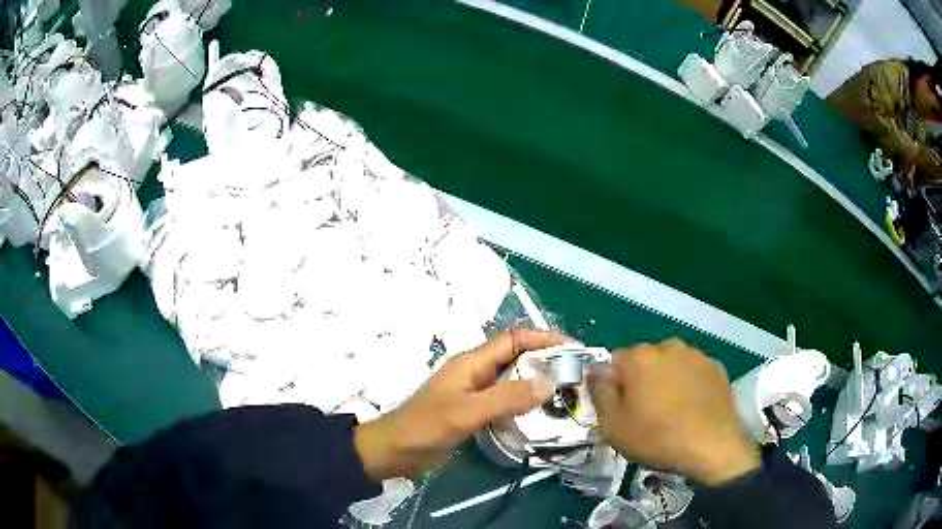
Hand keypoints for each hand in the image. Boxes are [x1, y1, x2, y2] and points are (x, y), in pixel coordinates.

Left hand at [354, 329, 563, 479]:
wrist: (395, 450)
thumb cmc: (426, 426)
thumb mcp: (467, 412)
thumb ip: (507, 398)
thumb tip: (550, 384)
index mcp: (472, 362)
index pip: (514, 339)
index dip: (543, 338)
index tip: (573, 348)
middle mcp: (476, 372)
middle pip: (517, 356)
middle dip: (546, 360)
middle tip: (575, 375)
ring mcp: (474, 392)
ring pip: (513, 379)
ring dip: (537, 382)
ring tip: (566, 394)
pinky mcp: (473, 411)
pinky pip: (505, 400)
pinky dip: (524, 402)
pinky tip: (540, 414)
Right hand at [588, 339, 759, 485]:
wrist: (711, 446)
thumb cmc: (657, 437)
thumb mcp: (613, 425)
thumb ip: (599, 393)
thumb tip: (596, 371)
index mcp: (640, 358)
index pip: (617, 361)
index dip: (615, 384)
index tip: (622, 407)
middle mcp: (668, 347)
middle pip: (646, 360)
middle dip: (643, 379)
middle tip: (647, 411)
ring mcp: (696, 355)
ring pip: (672, 363)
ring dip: (668, 379)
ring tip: (673, 410)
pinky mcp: (716, 367)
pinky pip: (694, 372)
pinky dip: (690, 384)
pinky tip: (693, 408)